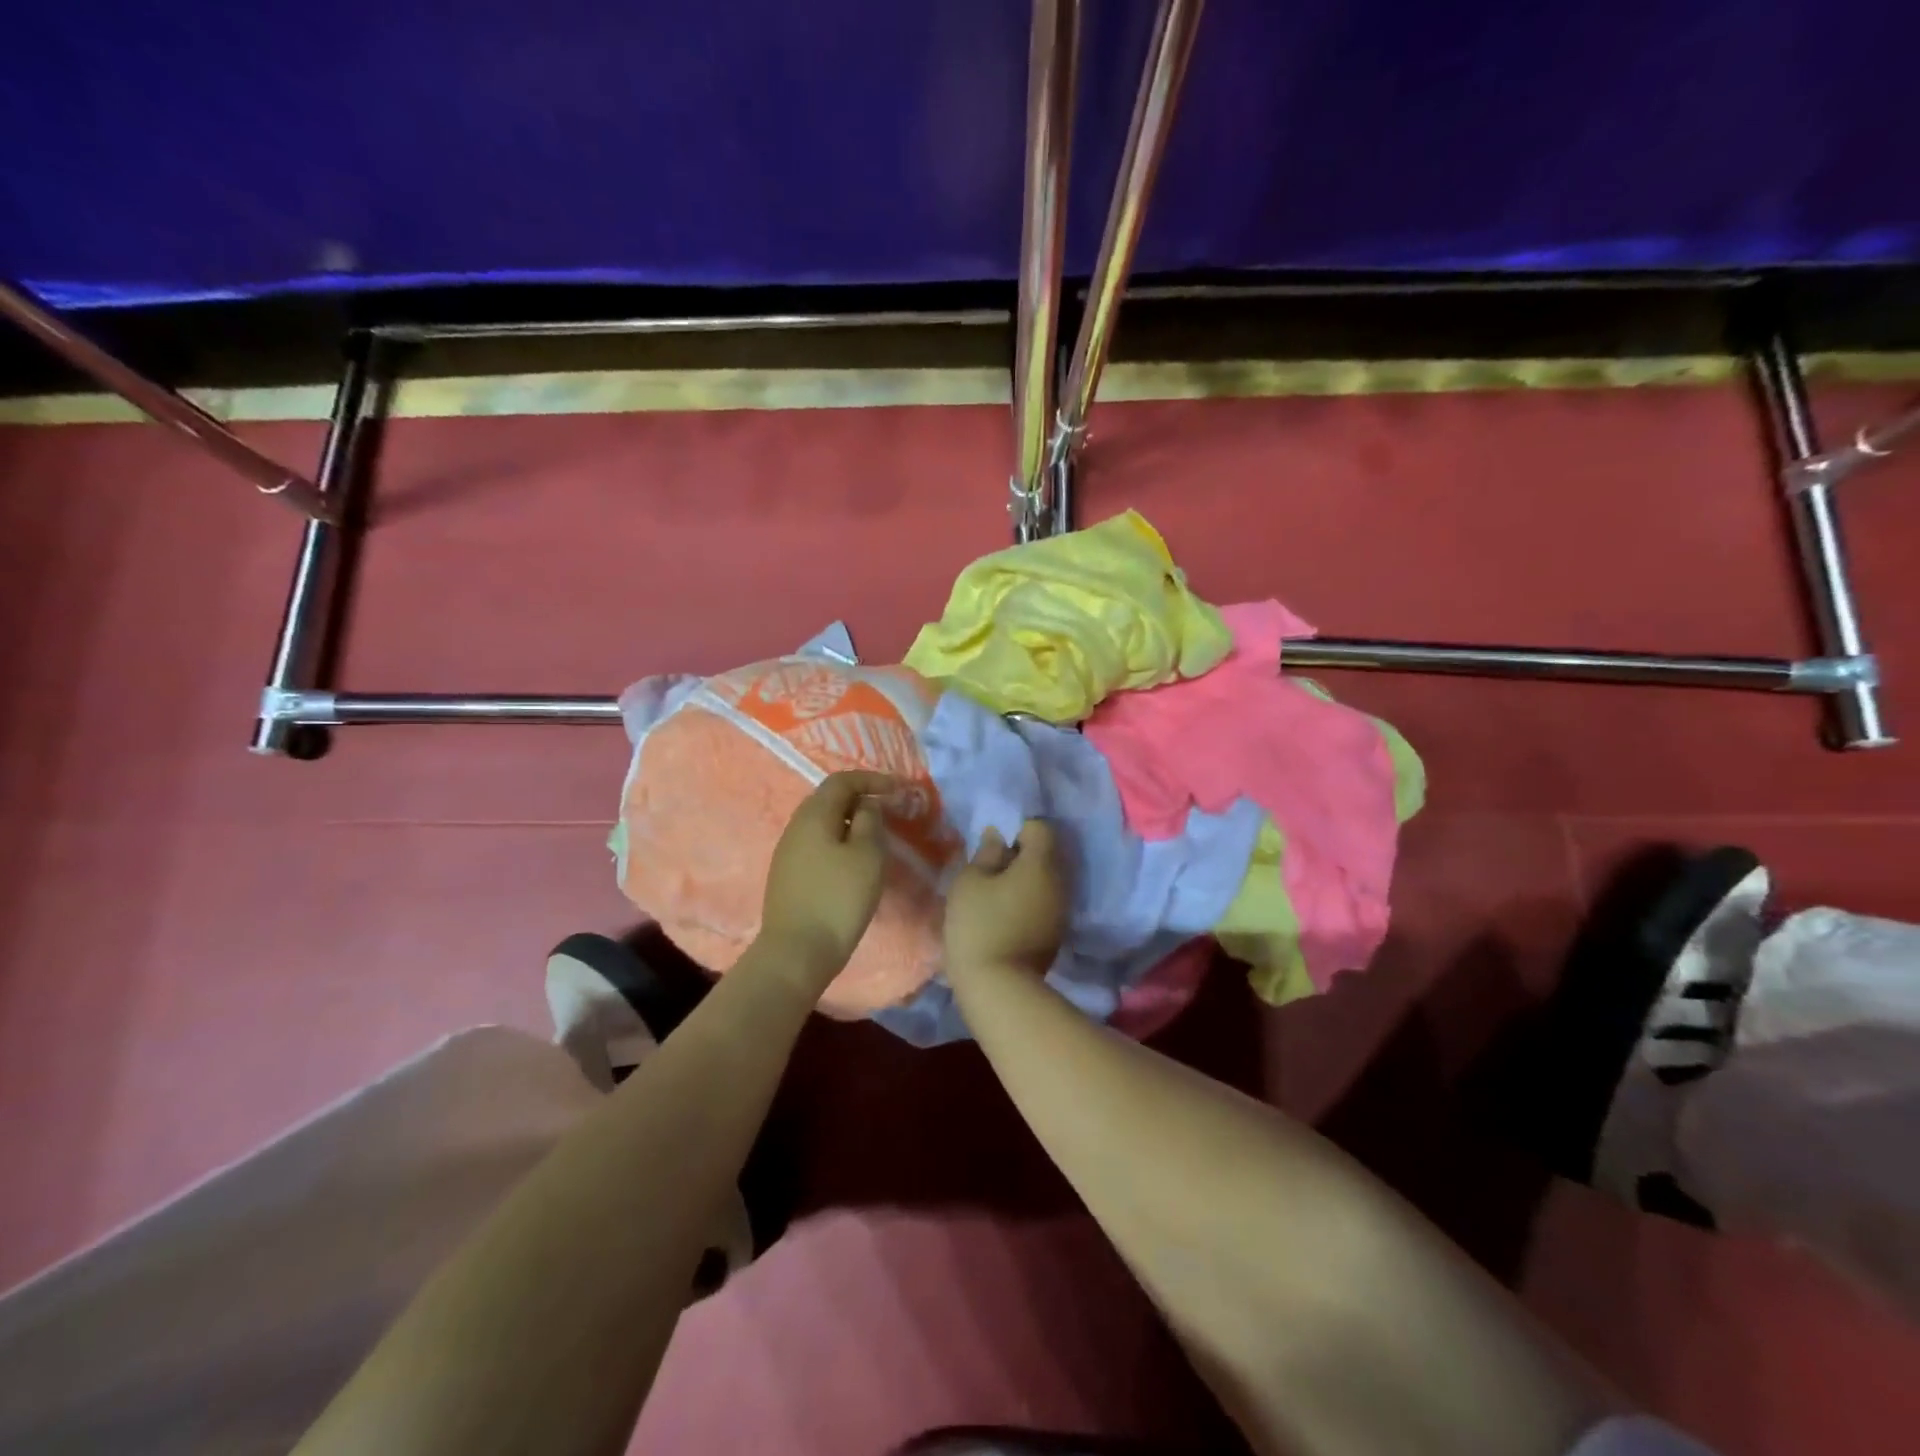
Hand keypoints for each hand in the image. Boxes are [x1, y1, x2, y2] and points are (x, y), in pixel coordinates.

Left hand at [759, 771, 896, 991]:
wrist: (796, 952)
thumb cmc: (838, 899)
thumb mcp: (867, 856)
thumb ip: (870, 822)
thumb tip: (866, 806)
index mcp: (814, 815)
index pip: (842, 780)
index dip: (872, 779)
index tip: (899, 790)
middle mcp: (796, 826)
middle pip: (829, 799)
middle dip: (861, 798)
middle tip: (889, 810)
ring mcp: (788, 851)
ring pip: (823, 823)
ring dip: (850, 821)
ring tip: (876, 835)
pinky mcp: (788, 874)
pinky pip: (817, 843)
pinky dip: (839, 840)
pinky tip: (854, 860)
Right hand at [943, 819, 1068, 981]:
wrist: (998, 987)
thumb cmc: (979, 925)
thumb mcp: (970, 881)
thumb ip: (987, 853)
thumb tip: (998, 836)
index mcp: (1042, 863)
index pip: (1040, 827)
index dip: (1017, 830)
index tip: (995, 849)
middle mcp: (1061, 881)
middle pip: (1046, 853)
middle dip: (1022, 856)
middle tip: (991, 871)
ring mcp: (1063, 909)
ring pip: (1046, 880)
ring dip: (1026, 880)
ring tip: (996, 896)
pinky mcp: (1057, 933)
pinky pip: (1046, 902)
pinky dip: (1029, 901)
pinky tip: (1007, 916)